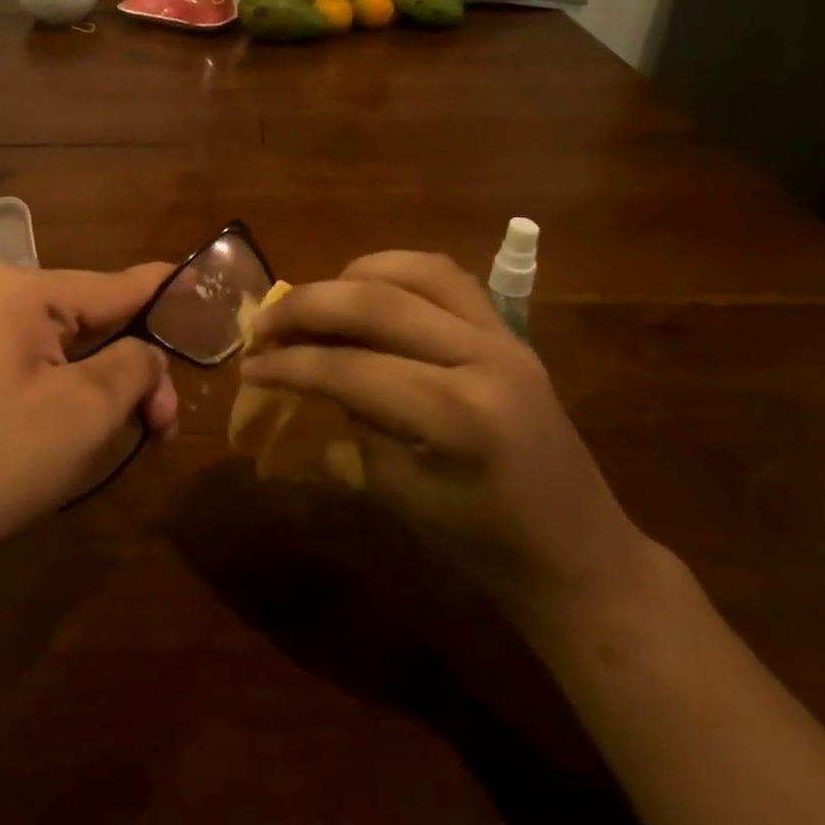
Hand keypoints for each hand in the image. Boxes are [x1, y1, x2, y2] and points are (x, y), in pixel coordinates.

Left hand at [0, 263, 178, 574]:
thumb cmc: (0, 460)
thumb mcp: (87, 410)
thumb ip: (135, 364)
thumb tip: (148, 352)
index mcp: (19, 290)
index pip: (113, 286)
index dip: (165, 293)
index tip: (206, 292)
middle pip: (90, 319)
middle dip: (133, 368)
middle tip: (164, 424)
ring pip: (65, 345)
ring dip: (104, 384)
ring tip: (136, 432)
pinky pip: (34, 362)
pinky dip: (69, 389)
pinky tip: (86, 425)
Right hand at [240, 251, 659, 640]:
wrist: (576, 553)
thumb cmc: (480, 544)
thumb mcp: (396, 491)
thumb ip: (349, 420)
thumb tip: (304, 374)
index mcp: (455, 415)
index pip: (349, 368)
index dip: (289, 364)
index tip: (248, 366)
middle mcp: (481, 357)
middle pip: (376, 301)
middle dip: (307, 306)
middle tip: (264, 322)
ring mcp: (503, 336)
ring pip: (413, 270)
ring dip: (351, 275)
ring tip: (316, 302)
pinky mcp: (510, 331)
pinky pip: (446, 278)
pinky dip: (396, 273)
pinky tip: (368, 293)